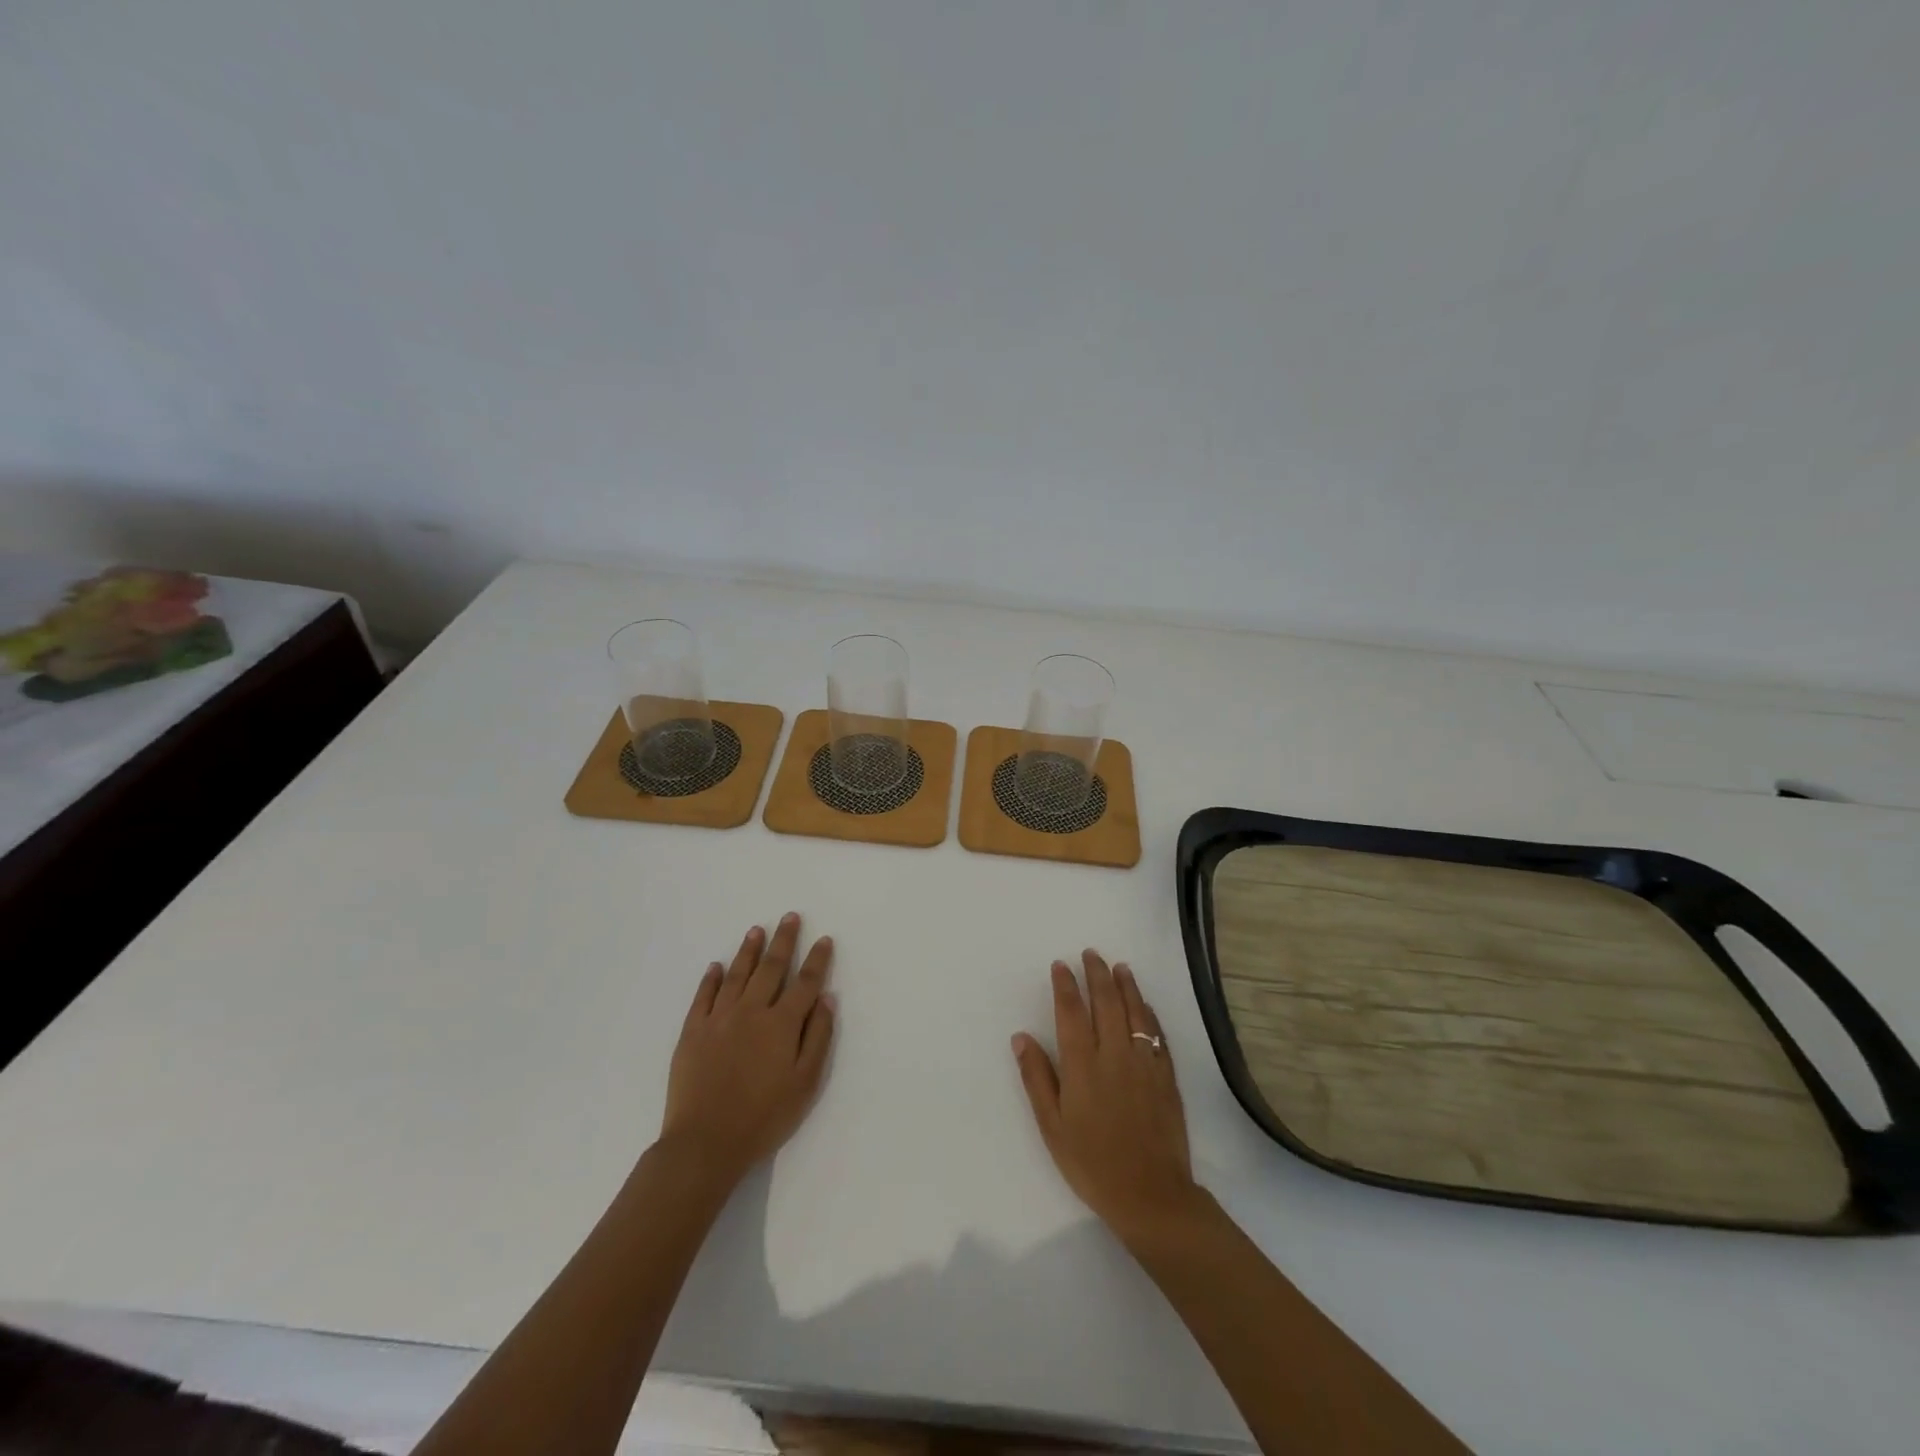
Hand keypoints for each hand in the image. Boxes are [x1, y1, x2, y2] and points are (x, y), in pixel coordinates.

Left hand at [659, 913, 835, 1188]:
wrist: (705, 1143)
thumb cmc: (764, 1117)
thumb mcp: (805, 1083)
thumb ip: (818, 1037)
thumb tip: (827, 998)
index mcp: (782, 1023)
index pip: (805, 982)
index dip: (817, 959)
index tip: (824, 939)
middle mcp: (751, 1011)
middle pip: (771, 968)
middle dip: (784, 940)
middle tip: (790, 916)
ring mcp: (718, 1019)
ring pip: (737, 974)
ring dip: (749, 950)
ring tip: (757, 930)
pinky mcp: (692, 1032)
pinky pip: (703, 997)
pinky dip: (710, 979)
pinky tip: (715, 966)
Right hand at [1012, 951, 1201, 1245]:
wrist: (1151, 1195)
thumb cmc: (1092, 1163)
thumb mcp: (1052, 1126)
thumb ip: (1037, 1078)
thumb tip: (1021, 1037)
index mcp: (1082, 1065)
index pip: (1071, 1011)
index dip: (1065, 985)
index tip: (1060, 965)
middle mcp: (1114, 1054)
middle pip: (1106, 1002)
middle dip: (1096, 974)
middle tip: (1090, 954)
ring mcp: (1144, 1063)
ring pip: (1135, 1011)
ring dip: (1126, 985)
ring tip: (1119, 967)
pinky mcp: (1166, 1076)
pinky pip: (1158, 1034)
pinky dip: (1149, 1013)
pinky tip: (1145, 1005)